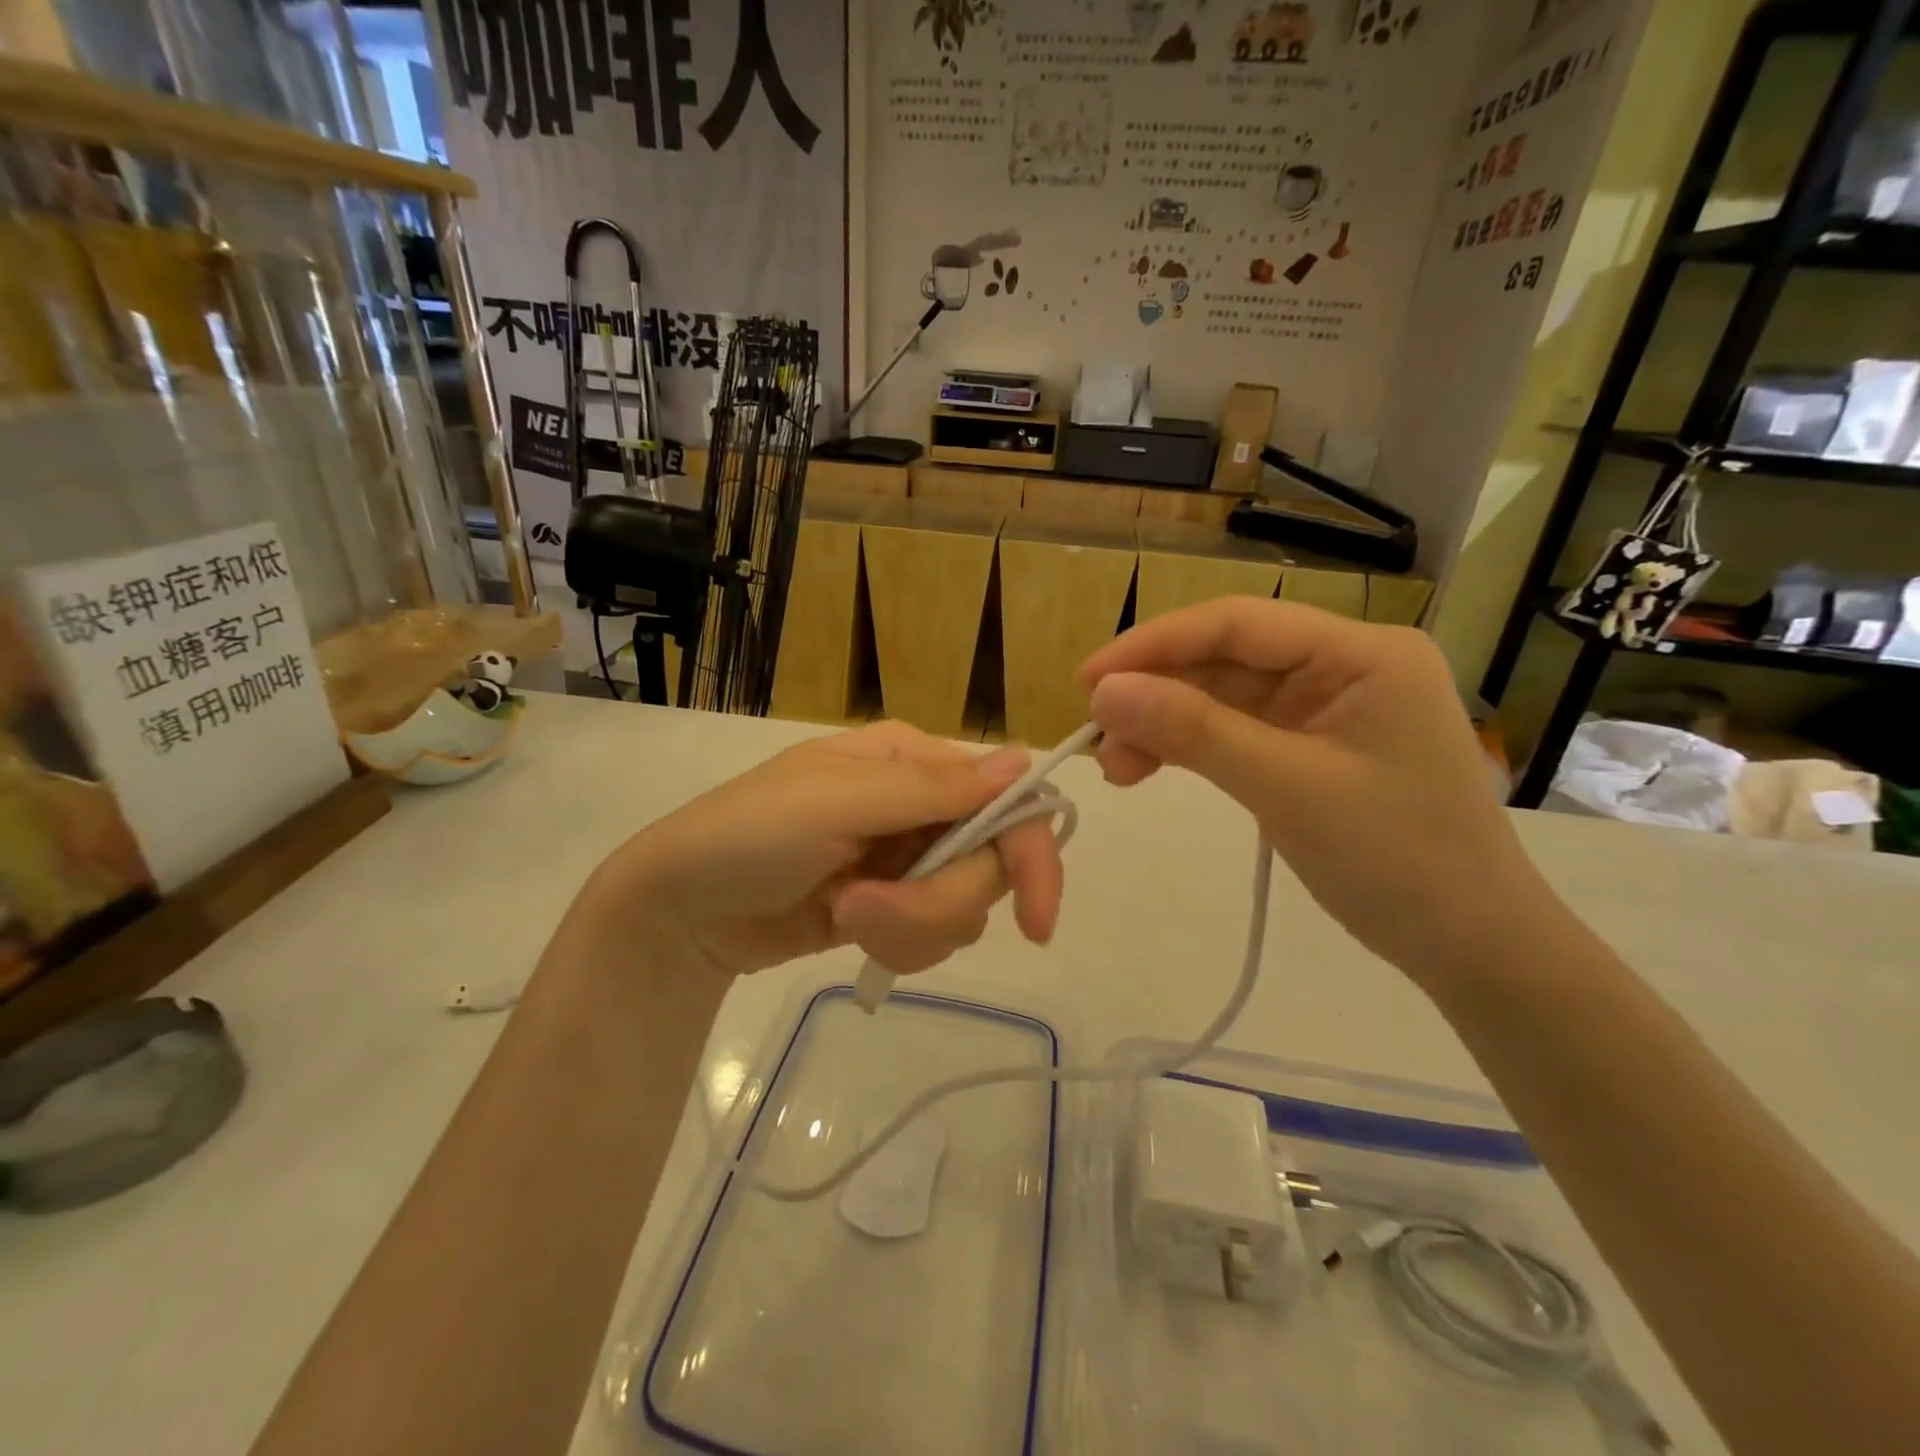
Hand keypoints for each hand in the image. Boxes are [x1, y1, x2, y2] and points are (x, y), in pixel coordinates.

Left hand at [581, 722, 1063, 978]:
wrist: (680, 909)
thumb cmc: (747, 835)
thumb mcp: (835, 802)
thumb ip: (932, 789)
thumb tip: (1025, 761)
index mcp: (913, 761)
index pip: (1005, 800)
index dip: (1031, 857)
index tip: (1038, 924)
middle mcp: (921, 806)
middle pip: (988, 864)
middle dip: (935, 901)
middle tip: (867, 907)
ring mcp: (906, 859)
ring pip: (962, 907)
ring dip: (907, 924)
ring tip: (844, 914)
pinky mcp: (891, 906)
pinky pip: (932, 934)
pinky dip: (895, 942)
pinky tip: (846, 927)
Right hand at [1080, 599, 1546, 981]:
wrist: (1471, 947)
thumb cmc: (1398, 860)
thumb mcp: (1287, 788)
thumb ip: (1194, 732)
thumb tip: (1103, 693)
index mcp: (1361, 652)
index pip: (1239, 623)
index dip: (1155, 644)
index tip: (1087, 681)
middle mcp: (1344, 666)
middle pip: (1225, 660)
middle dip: (1155, 694)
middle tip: (1094, 738)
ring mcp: (1326, 708)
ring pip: (1222, 698)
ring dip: (1164, 726)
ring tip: (1113, 768)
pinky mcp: (1310, 748)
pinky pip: (1234, 732)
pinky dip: (1188, 749)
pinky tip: (1146, 768)